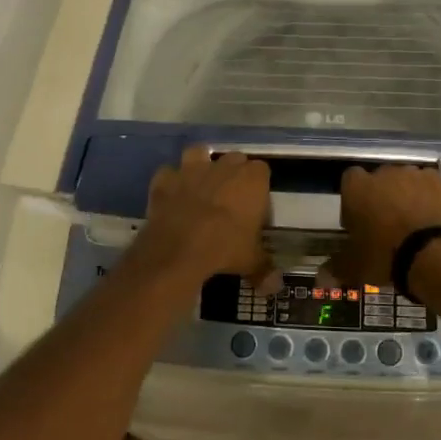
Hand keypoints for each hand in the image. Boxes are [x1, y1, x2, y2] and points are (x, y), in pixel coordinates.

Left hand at [137, 147, 273, 286]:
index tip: (255, 207)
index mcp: (252, 179)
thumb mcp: (251, 261)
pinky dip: (170, 183)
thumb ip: (265, 269)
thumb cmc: (225, 248)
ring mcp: (192, 169)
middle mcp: (223, 166)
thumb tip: (275, 286)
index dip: (258, 187)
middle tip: (230, 200)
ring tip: (200, 186)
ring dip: (200, 165)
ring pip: (198, 153)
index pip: (262, 171)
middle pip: (234, 159)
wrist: (180, 250)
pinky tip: (172, 197)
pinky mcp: (165, 180)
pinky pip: (168, 174)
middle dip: (233, 174)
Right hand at [329, 164, 440, 290]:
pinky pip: (426, 184)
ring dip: (404, 195)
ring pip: (403, 180)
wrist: (431, 253)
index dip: (352, 199)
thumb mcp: (354, 267)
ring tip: (411, 222)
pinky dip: (426, 195)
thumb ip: (336, 267)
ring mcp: (411, 173)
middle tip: (384, 224)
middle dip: (379, 196)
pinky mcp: (436, 180)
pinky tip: (429, 215)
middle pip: (377, 180)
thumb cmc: (384, 255)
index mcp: (356, 188)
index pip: (348, 181)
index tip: (358, 221)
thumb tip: (320, 278)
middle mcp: (382, 173)